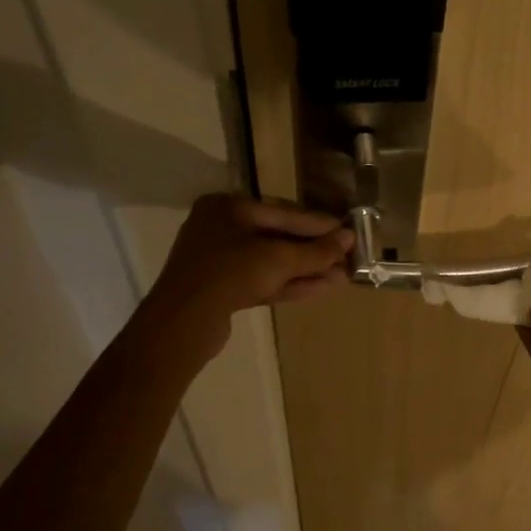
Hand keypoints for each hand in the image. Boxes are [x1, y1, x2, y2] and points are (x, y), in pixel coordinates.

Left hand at [144, 194, 353, 356]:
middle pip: (278, 236)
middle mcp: (221, 228)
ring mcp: (220, 260)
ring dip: (306, 269)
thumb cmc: (230, 274)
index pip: (283, 211)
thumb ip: (315, 250)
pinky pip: (263, 280)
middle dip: (314, 251)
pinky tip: (321, 287)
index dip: (318, 224)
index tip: (348, 231)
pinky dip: (290, 283)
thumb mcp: (278, 259)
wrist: (182, 323)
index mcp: (228, 207)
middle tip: (348, 256)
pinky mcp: (223, 289)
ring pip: (272, 262)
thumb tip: (348, 239)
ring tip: (342, 276)